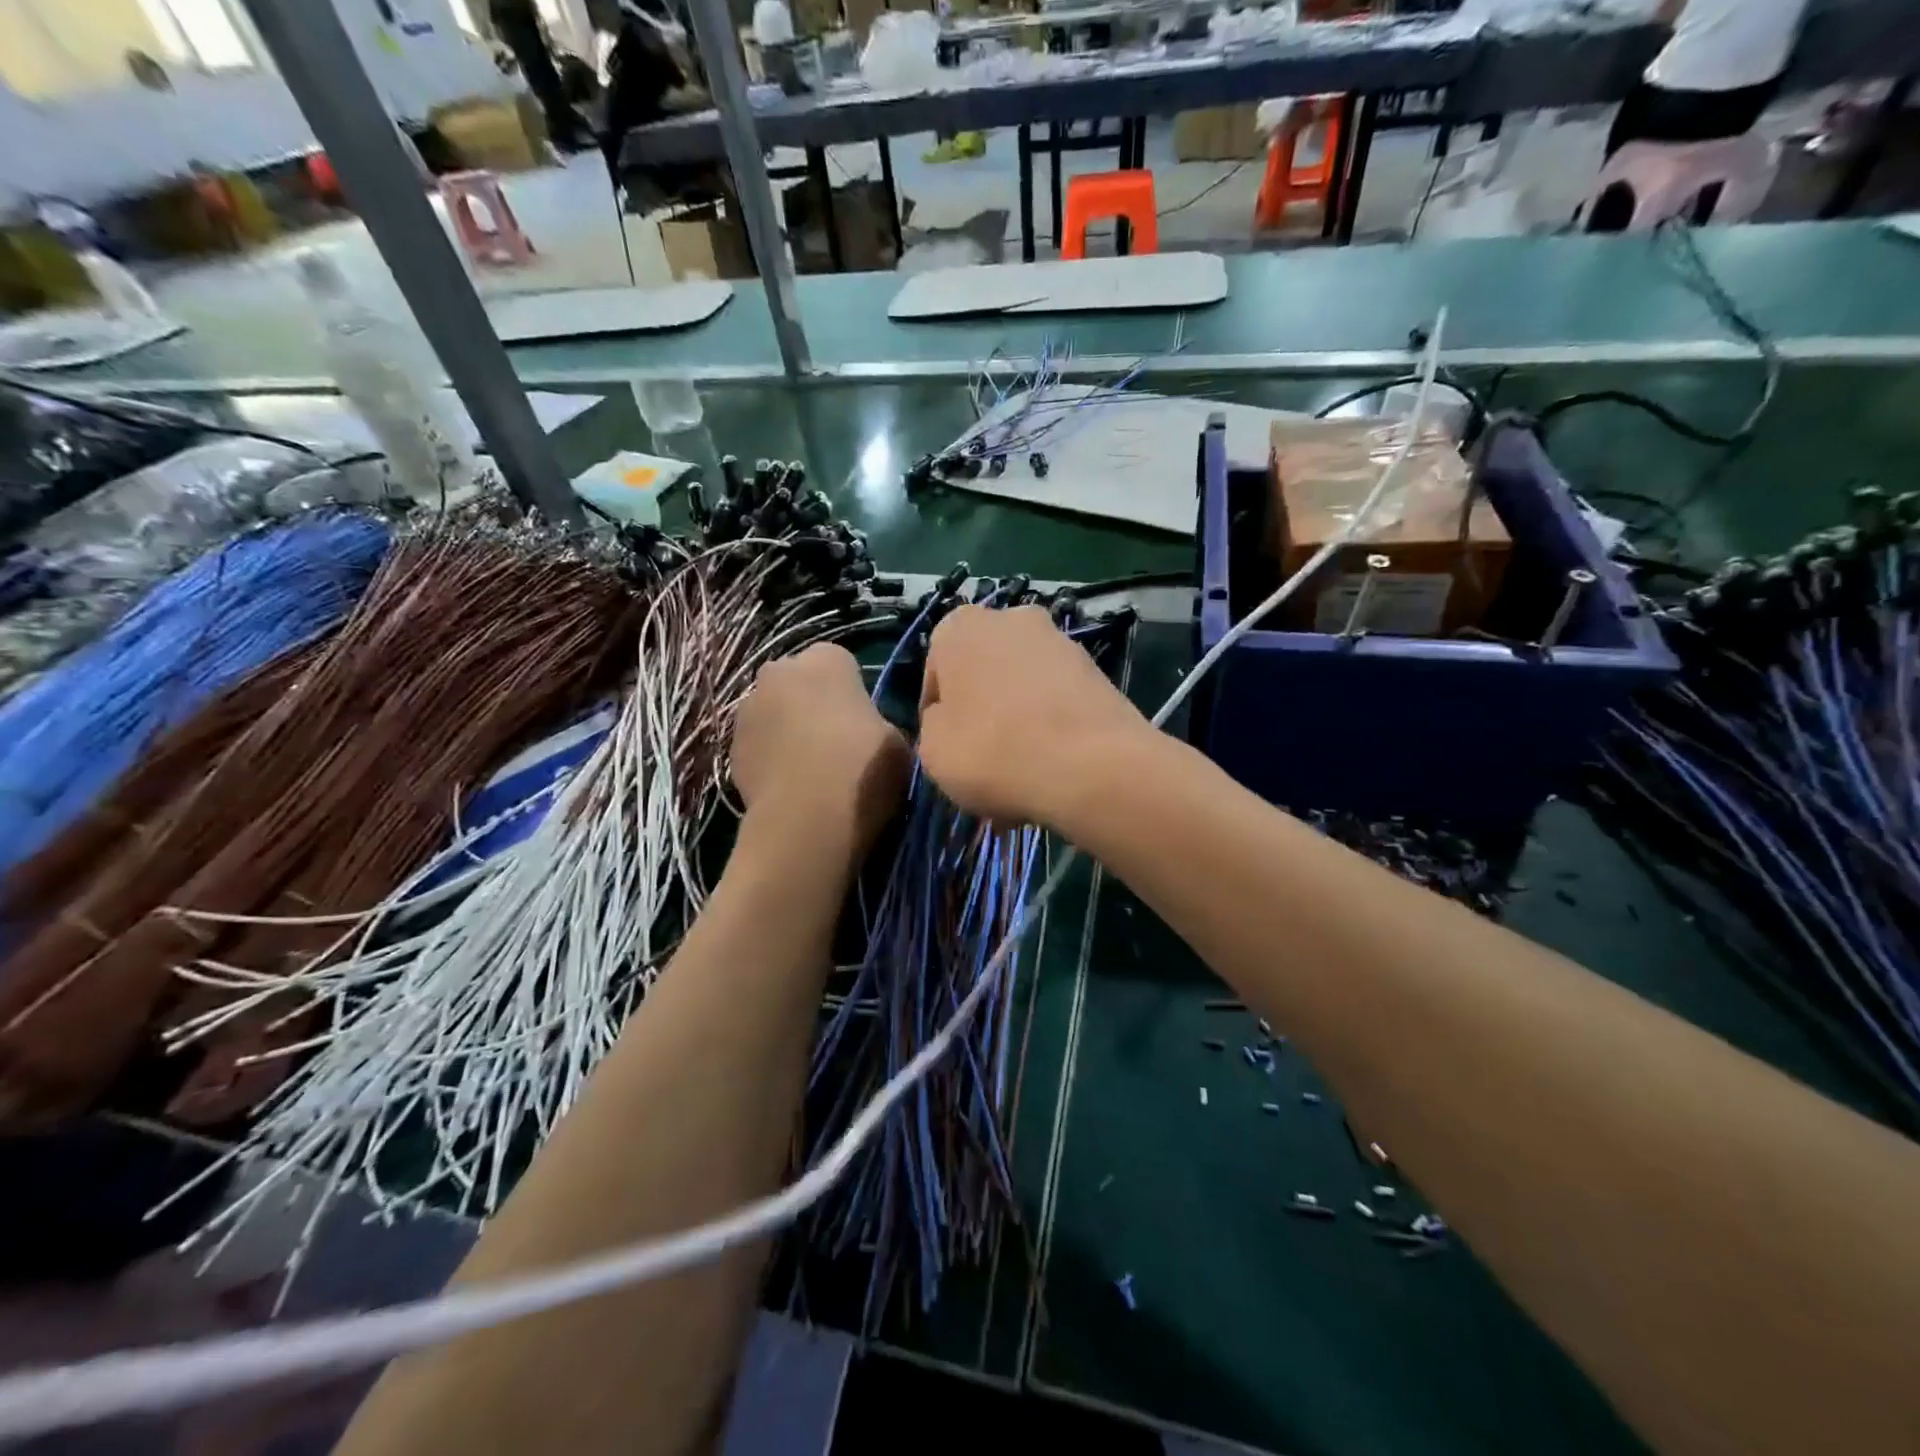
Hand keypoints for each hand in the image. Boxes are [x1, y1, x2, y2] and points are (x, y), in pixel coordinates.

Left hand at [732, 643, 909, 854]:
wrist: (807, 820)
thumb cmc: (862, 769)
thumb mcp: (896, 740)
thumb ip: (877, 722)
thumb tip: (865, 730)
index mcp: (826, 660)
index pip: (839, 662)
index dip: (850, 690)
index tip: (861, 719)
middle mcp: (780, 671)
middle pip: (798, 682)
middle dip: (810, 702)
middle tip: (834, 740)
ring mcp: (748, 709)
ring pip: (774, 712)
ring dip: (787, 729)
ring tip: (809, 768)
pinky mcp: (730, 747)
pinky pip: (758, 744)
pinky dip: (770, 757)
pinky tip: (789, 785)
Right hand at [918, 606, 1150, 827]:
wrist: (1091, 765)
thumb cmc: (992, 751)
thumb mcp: (931, 751)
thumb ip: (933, 727)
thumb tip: (952, 723)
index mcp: (959, 627)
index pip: (935, 677)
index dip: (938, 719)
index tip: (948, 752)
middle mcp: (1010, 619)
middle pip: (983, 676)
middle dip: (982, 716)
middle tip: (984, 765)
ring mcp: (1059, 641)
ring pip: (1022, 691)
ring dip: (1018, 726)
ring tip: (1022, 778)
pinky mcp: (1097, 670)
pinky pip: (1058, 703)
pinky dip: (1052, 730)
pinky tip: (1053, 772)